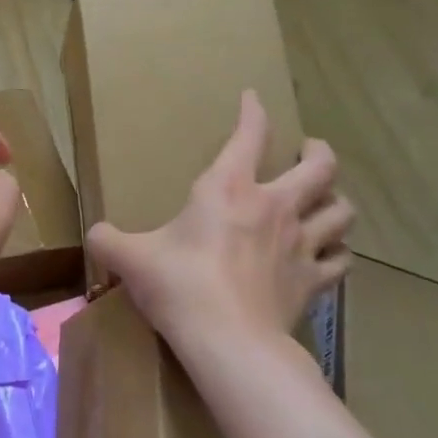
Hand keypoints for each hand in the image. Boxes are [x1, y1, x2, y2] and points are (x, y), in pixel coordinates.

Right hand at [88, 90, 352, 349]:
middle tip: (308, 151)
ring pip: (341, 210)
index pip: (249, 135)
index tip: (253, 98)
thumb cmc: (178, 285)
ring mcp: (301, 244)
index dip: (254, 111)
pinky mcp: (312, 280)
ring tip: (324, 202)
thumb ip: (108, 240)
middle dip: (317, 152)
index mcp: (228, 190)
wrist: (228, 339)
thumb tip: (95, 235)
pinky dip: (337, 252)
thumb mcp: (130, 258)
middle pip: (320, 166)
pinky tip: (328, 254)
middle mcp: (274, 207)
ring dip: (335, 201)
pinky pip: (340, 260)